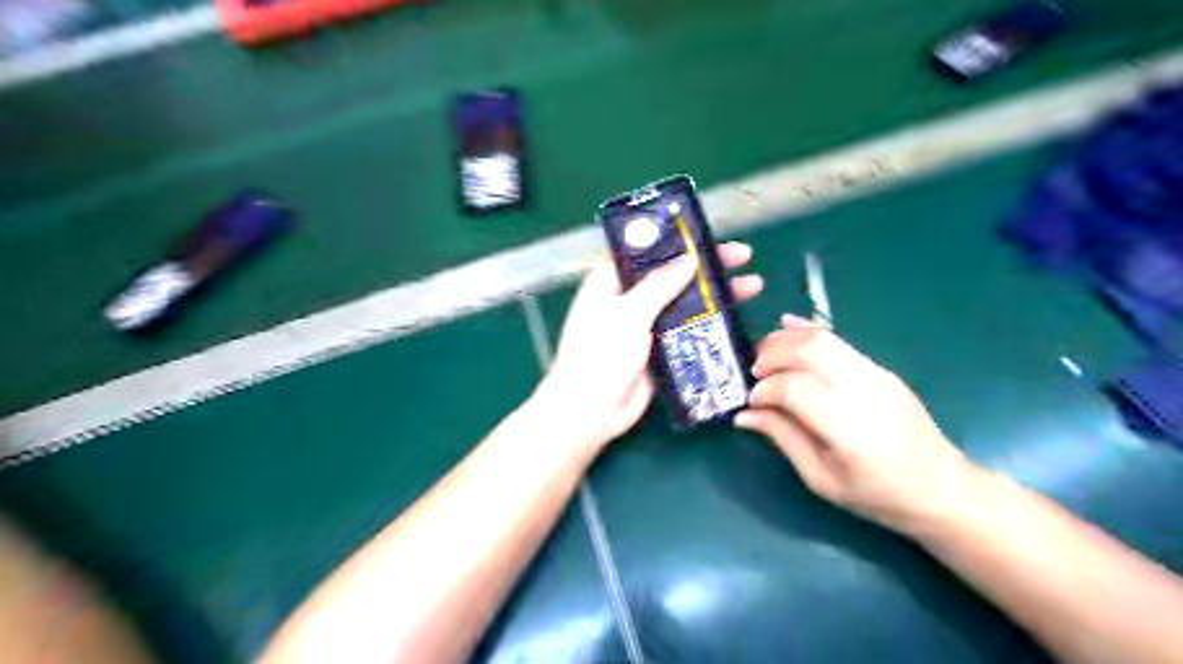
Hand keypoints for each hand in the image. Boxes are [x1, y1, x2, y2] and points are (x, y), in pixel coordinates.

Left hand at [539, 242, 763, 453]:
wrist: (590, 411)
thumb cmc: (600, 355)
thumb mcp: (628, 313)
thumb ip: (659, 285)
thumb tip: (688, 260)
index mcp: (610, 280)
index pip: (646, 249)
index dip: (676, 240)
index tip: (707, 235)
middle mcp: (628, 298)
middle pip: (671, 274)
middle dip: (705, 266)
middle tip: (742, 257)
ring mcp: (644, 325)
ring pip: (683, 303)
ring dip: (713, 295)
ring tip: (752, 286)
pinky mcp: (658, 349)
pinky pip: (686, 330)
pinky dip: (707, 323)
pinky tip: (735, 317)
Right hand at [738, 318, 980, 537]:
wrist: (944, 489)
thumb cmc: (878, 496)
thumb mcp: (821, 480)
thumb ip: (783, 439)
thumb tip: (744, 415)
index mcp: (848, 429)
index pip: (794, 389)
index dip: (764, 390)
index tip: (750, 402)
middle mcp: (864, 393)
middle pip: (809, 351)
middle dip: (771, 355)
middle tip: (753, 373)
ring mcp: (877, 375)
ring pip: (823, 339)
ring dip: (786, 340)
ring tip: (765, 356)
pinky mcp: (881, 369)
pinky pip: (840, 341)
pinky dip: (808, 331)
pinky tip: (786, 329)